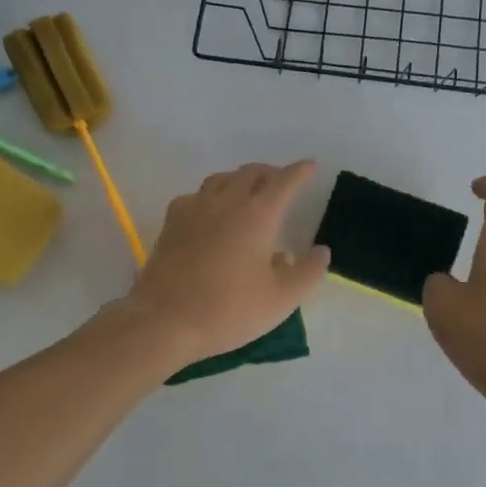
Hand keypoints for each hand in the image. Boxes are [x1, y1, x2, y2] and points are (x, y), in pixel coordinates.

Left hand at [126, 161, 329, 364]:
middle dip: (270, 173)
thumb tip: (321, 251)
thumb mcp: (281, 300)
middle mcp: (226, 202)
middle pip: (251, 172)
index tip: (310, 166)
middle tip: (281, 183)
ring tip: (248, 193)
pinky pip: (196, 195)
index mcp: (257, 215)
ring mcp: (194, 208)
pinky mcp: (171, 222)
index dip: (300, 171)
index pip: (284, 182)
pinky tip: (210, 212)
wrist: (164, 320)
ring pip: (221, 179)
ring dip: (240, 179)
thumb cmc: (228, 310)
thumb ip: (307, 272)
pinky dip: (211, 196)